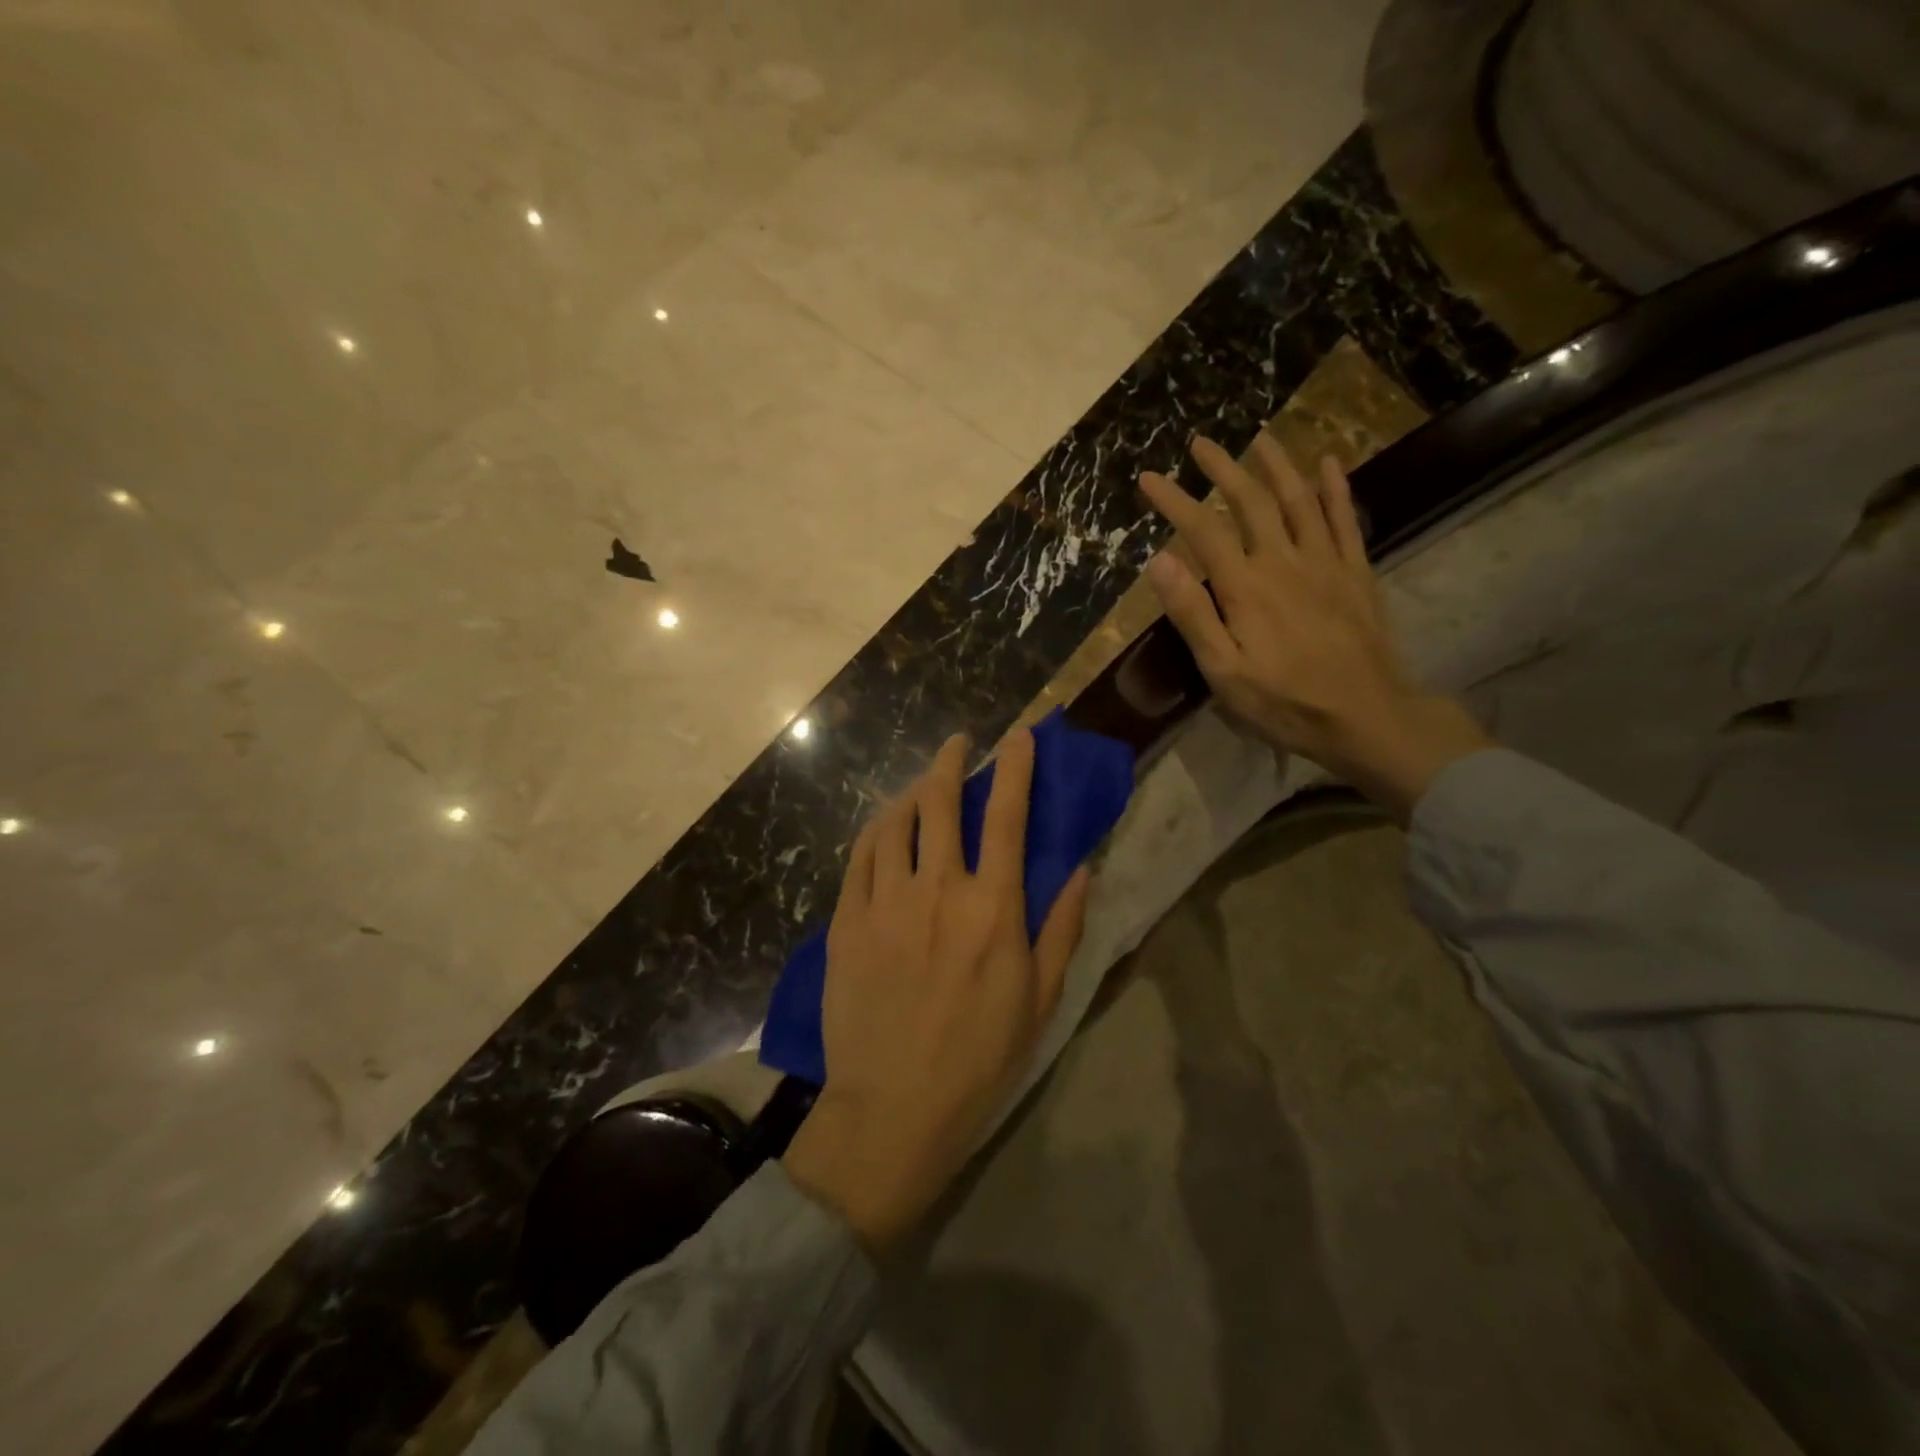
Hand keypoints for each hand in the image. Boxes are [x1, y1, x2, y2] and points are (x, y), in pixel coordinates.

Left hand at [782, 729, 1091, 1254]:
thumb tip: (1083, 870)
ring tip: (921, 784)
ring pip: (895, 821)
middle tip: (958, 744)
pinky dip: (876, 830)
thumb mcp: (1040, 1000)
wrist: (892, 1108)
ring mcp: (885, 902)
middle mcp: (938, 889)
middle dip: (951, 761)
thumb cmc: (979, 1059)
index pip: (1007, 817)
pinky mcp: (847, 920)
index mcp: (992, 908)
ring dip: (912, 791)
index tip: (1018, 735)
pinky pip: (860, 856)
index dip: (1015, 768)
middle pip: (941, 802)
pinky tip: (884, 827)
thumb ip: (1063, 929)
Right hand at [1140, 434, 1489, 819]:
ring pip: (1299, 500)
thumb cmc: (1285, 701)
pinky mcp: (1355, 573)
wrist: (1367, 715)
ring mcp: (1324, 562)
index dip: (1174, 501)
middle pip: (1251, 502)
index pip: (1203, 530)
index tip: (1149, 478)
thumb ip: (1193, 614)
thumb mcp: (1224, 671)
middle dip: (1223, 469)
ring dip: (1277, 466)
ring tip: (1261, 438)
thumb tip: (1160, 562)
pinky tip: (1328, 464)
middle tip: (1201, 442)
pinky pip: (1344, 519)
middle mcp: (1284, 561)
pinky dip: (1335, 489)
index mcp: (1246, 587)